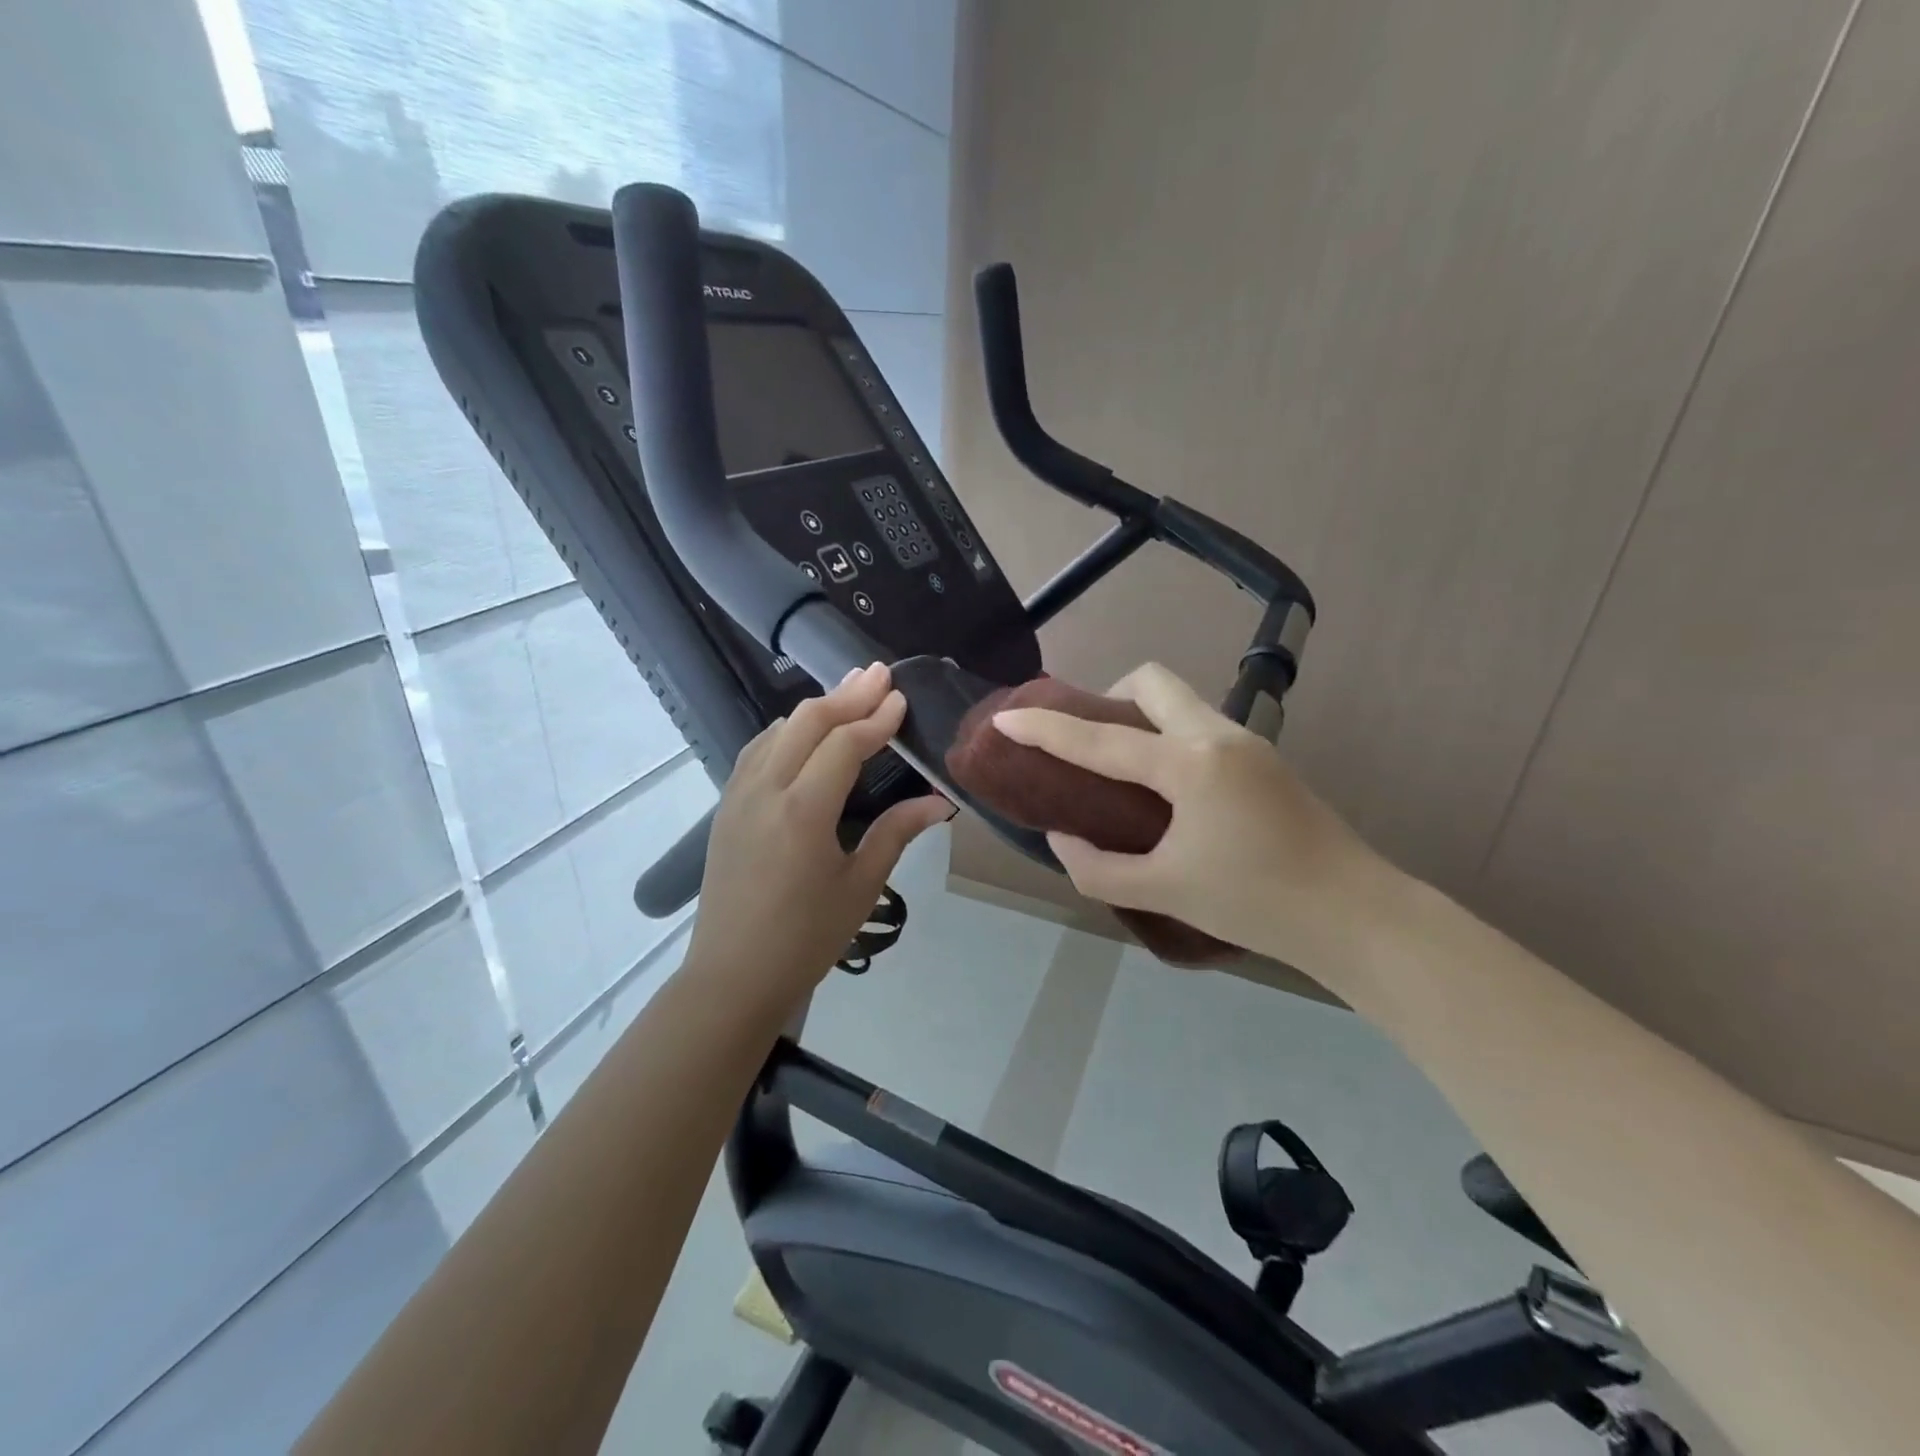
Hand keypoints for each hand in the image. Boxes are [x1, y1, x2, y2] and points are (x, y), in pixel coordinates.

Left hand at [685, 663, 952, 1009]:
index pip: (844, 744)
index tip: (902, 698)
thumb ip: (897, 833)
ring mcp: (738, 796)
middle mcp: (765, 791)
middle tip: (879, 674)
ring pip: (777, 730)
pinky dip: (786, 730)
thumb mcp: (860, 886)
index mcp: (803, 812)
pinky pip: (757, 750)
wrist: (732, 976)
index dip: (876, 718)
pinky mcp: (726, 807)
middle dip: (847, 694)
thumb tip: (942, 803)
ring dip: (816, 707)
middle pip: (807, 722)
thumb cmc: (805, 938)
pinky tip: (802, 731)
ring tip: (849, 691)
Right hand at [992, 663, 1401, 985]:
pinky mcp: (1264, 759)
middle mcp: (1218, 736)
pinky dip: (1167, 737)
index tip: (1006, 715)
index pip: (1100, 738)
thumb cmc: (1255, 904)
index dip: (1046, 727)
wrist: (1355, 916)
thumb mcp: (1162, 891)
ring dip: (1140, 717)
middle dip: (1109, 697)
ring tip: (1121, 770)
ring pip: (1180, 700)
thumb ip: (1096, 866)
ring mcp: (1248, 742)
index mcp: (1189, 765)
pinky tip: (1165, 790)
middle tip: (1089, 743)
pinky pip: (1199, 725)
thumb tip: (1063, 836)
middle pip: (1152, 681)